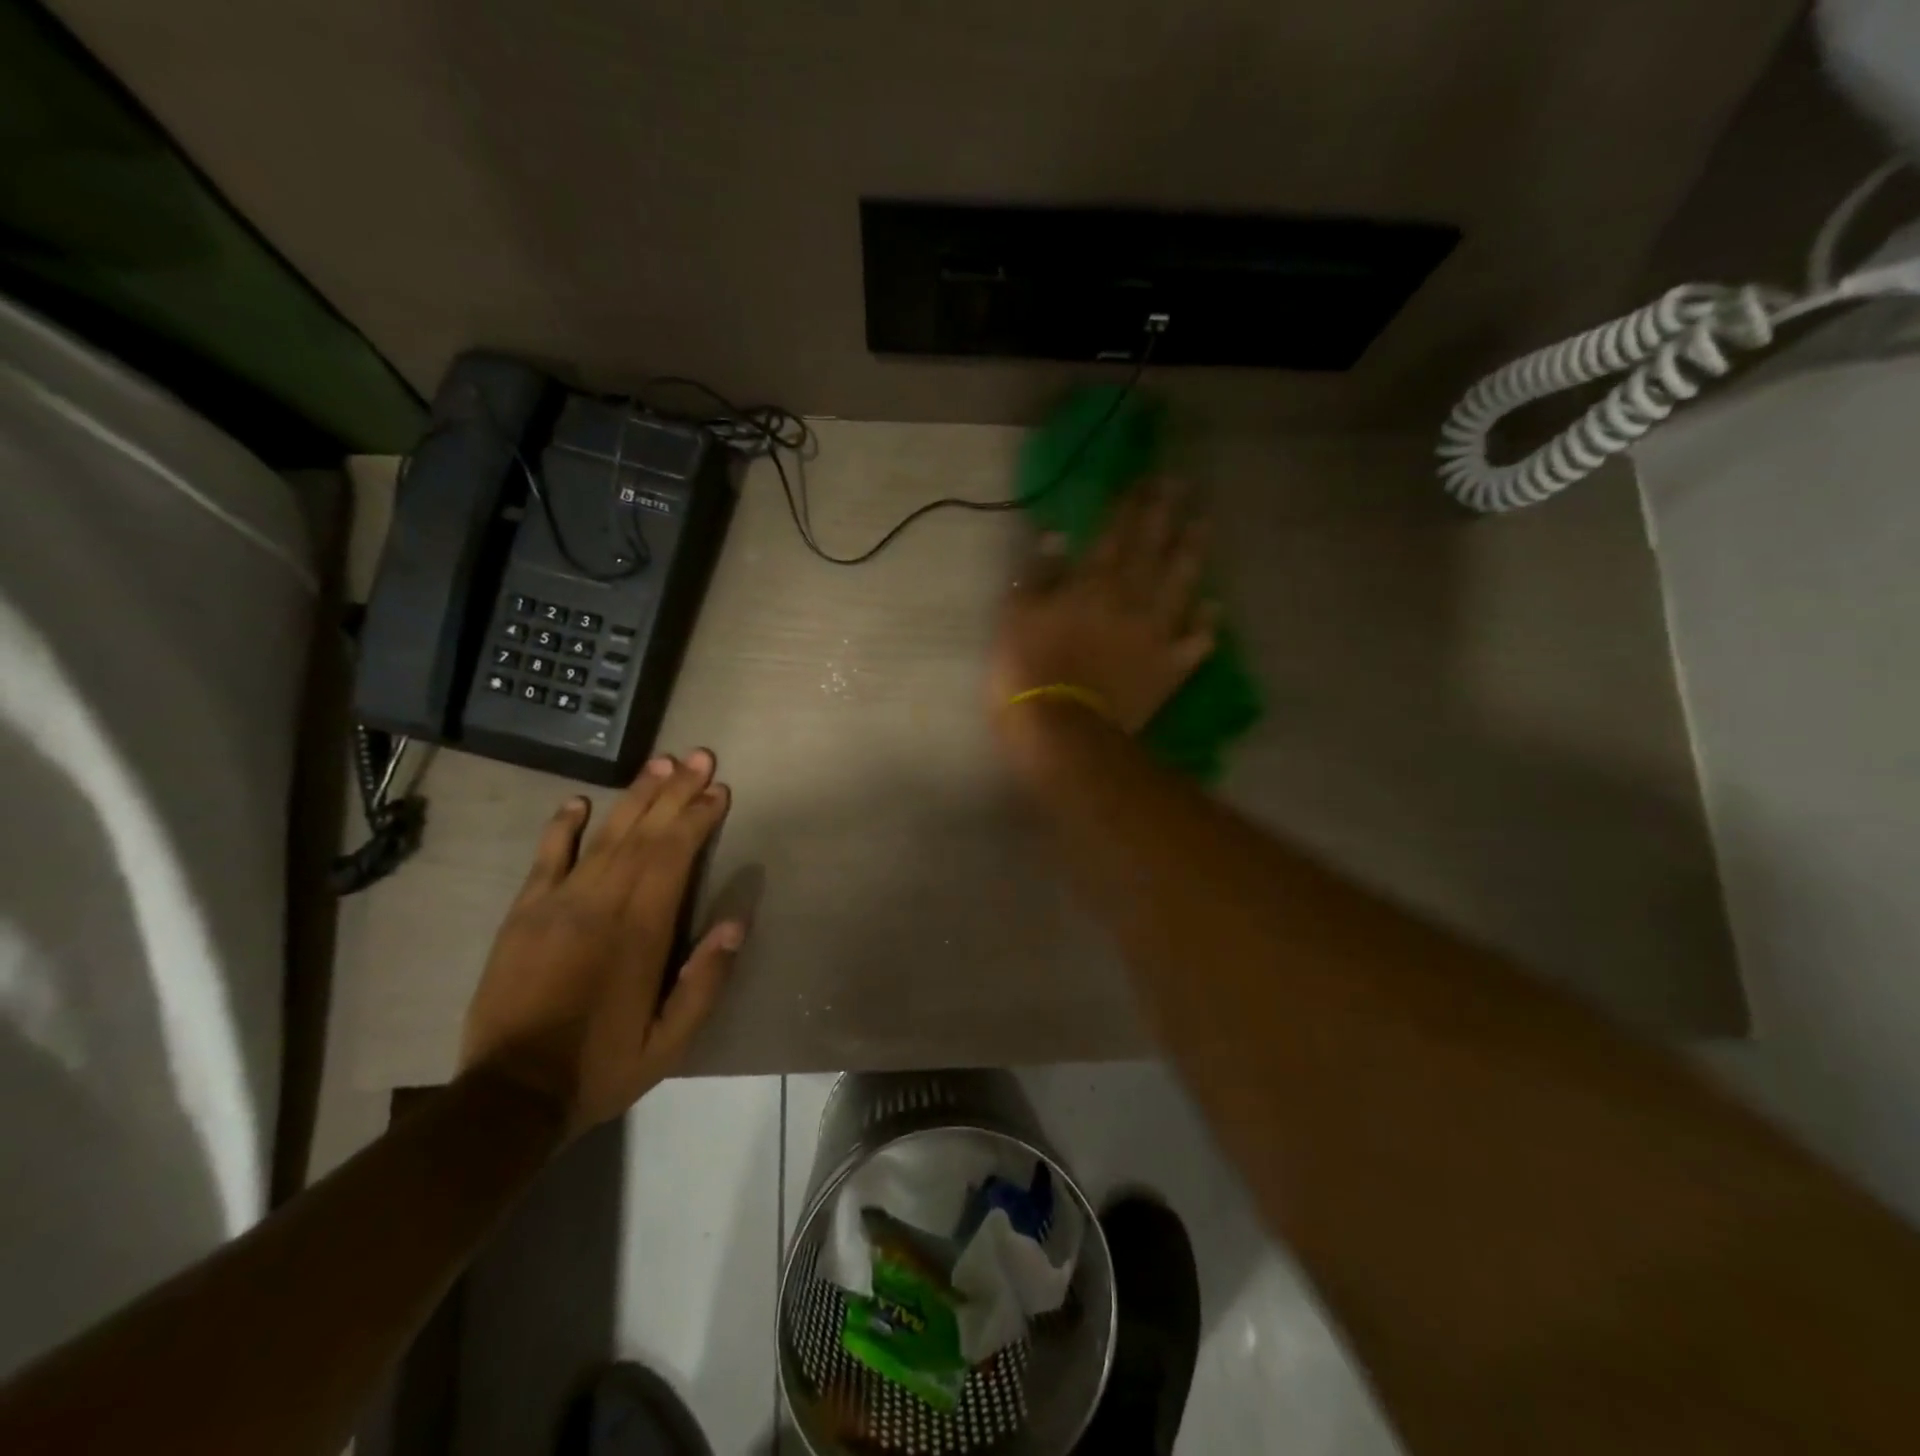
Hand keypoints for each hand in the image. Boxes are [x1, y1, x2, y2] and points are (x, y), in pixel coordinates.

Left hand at [459, 750, 743, 1137]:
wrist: (509, 1096)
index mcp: (640, 932)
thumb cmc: (601, 1066)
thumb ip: (705, 982)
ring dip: (635, 797)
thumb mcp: (670, 1042)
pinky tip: (578, 801)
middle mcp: (601, 905)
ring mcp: (557, 904)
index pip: (674, 857)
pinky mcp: (524, 914)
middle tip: (699, 756)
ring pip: (604, 836)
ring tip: (661, 764)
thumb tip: (736, 923)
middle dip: (676, 792)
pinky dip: (562, 827)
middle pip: (644, 834)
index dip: (698, 819)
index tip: (719, 790)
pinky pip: (546, 858)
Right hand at [990, 479, 1215, 734]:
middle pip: (1153, 547)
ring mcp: (1157, 633)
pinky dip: (1206, 623)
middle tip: (1181, 485)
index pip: (1115, 532)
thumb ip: (1039, 574)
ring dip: (1193, 552)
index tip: (1144, 478)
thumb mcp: (1016, 615)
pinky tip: (1214, 607)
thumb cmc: (1028, 670)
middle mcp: (1132, 598)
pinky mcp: (1170, 667)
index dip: (1130, 504)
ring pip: (1182, 584)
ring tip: (1203, 525)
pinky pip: (1196, 640)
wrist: (1063, 728)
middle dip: (1166, 513)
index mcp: (1092, 583)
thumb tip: (1057, 535)